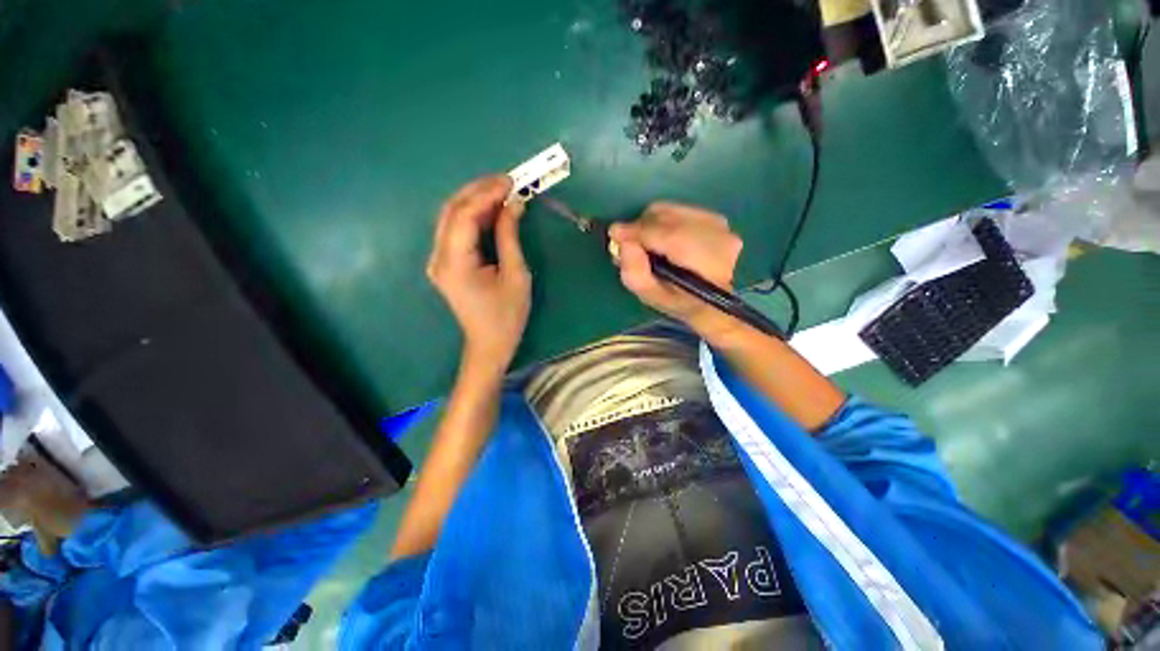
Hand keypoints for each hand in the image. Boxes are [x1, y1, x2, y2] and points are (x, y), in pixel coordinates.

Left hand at [427, 176, 530, 375]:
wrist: (489, 344)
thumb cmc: (507, 316)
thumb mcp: (516, 275)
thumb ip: (510, 237)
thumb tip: (514, 205)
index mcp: (455, 263)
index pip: (465, 216)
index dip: (487, 194)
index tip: (512, 183)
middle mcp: (439, 257)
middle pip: (452, 211)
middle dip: (479, 191)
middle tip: (507, 181)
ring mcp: (439, 260)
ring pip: (451, 217)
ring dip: (475, 201)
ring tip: (503, 191)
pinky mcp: (445, 263)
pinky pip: (456, 230)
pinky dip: (474, 216)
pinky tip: (492, 211)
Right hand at [609, 202, 744, 339]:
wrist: (713, 301)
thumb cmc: (679, 303)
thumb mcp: (652, 297)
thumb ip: (634, 273)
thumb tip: (623, 243)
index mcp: (705, 262)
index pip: (665, 235)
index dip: (636, 232)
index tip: (614, 234)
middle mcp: (717, 236)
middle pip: (666, 217)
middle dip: (642, 228)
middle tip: (630, 245)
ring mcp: (719, 224)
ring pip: (670, 210)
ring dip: (652, 224)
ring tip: (646, 244)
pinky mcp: (716, 218)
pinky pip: (678, 210)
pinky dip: (663, 221)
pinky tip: (663, 239)